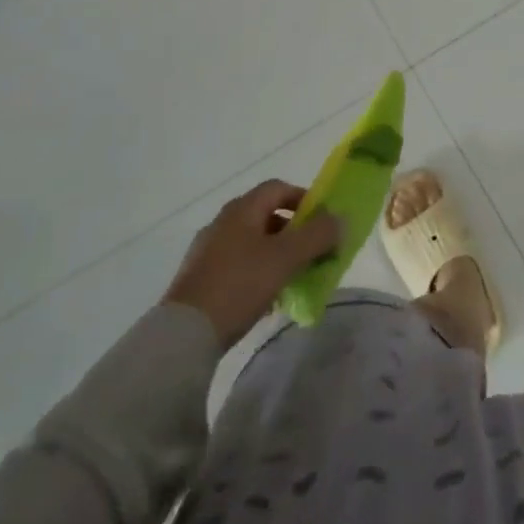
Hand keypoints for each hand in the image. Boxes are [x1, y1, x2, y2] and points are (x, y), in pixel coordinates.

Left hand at [165, 181, 342, 348]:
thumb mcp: (286, 258)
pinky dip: (257, 273)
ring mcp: (207, 251)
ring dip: (276, 254)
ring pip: (252, 243)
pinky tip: (266, 298)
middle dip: (293, 231)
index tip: (322, 221)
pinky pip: (237, 265)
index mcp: (242, 209)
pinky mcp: (199, 279)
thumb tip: (340, 219)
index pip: (278, 188)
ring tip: (293, 278)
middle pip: (266, 215)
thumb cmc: (239, 285)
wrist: (183, 335)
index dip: (304, 199)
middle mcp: (222, 222)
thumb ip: (318, 235)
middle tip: (312, 252)